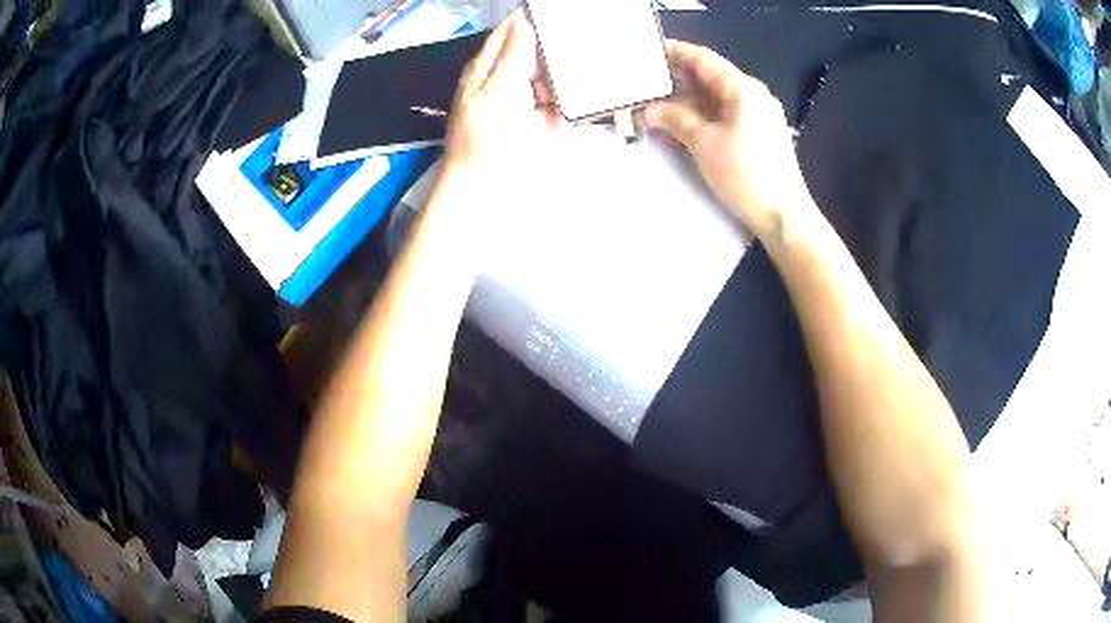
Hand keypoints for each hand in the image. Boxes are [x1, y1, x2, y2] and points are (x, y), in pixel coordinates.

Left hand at [442, 10, 558, 176]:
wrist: (482, 190)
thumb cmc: (489, 138)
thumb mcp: (501, 90)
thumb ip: (513, 55)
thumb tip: (521, 21)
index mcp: (482, 68)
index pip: (505, 32)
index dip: (528, 22)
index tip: (557, 19)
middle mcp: (492, 80)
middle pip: (525, 55)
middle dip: (546, 60)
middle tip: (563, 70)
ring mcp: (506, 102)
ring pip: (536, 80)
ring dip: (551, 87)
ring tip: (556, 104)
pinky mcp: (518, 122)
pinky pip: (539, 103)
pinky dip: (549, 108)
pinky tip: (554, 120)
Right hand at [643, 40, 814, 240]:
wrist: (783, 215)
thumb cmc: (745, 174)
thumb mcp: (704, 143)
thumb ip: (675, 119)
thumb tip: (649, 110)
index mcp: (742, 88)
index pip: (703, 59)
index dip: (674, 52)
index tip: (648, 51)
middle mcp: (752, 95)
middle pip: (708, 77)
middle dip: (675, 79)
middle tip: (645, 81)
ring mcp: (757, 114)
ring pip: (714, 97)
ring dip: (685, 100)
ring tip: (653, 103)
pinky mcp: (757, 133)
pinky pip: (723, 114)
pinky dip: (700, 115)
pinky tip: (679, 122)